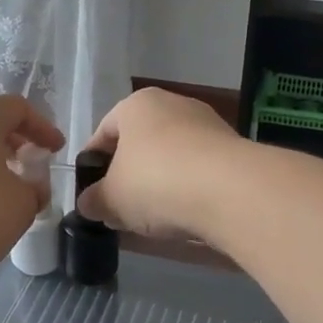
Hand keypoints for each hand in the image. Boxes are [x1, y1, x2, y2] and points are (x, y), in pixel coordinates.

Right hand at [76, 88, 245, 241]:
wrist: (231, 191)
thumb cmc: (155, 182)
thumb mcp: (111, 199)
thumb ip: (94, 201)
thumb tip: (89, 204)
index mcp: (137, 105)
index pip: (104, 131)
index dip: (92, 164)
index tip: (90, 193)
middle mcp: (173, 104)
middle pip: (140, 143)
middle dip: (128, 176)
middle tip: (119, 208)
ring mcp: (208, 125)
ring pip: (171, 157)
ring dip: (159, 184)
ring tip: (152, 218)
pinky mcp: (234, 150)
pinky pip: (198, 170)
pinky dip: (188, 189)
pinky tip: (184, 215)